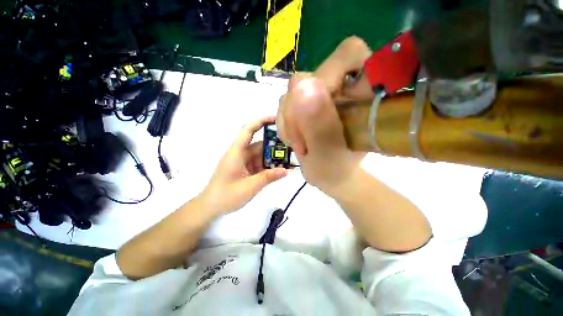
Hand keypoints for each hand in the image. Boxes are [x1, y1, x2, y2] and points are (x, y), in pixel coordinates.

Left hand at [201, 116, 287, 214]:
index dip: (261, 121)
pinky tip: (279, 170)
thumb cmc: (226, 195)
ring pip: (261, 155)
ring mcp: (243, 162)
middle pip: (259, 144)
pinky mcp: (245, 169)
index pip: (248, 130)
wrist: (211, 207)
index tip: (276, 119)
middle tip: (291, 147)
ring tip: (289, 160)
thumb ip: (268, 177)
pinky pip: (259, 164)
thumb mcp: (250, 186)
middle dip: (274, 146)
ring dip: (273, 158)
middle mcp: (240, 154)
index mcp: (237, 152)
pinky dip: (269, 166)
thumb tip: (286, 171)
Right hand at [276, 37, 371, 194]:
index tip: (320, 108)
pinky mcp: (305, 103)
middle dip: (297, 112)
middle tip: (301, 141)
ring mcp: (320, 95)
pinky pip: (285, 102)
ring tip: (299, 144)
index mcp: (361, 94)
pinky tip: (293, 139)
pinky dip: (284, 123)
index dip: (330, 73)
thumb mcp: (328, 153)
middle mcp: (340, 88)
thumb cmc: (335, 169)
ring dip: (289, 121)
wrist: (328, 174)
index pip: (349, 55)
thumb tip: (302, 88)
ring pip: (292, 91)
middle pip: (310, 76)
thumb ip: (319, 124)